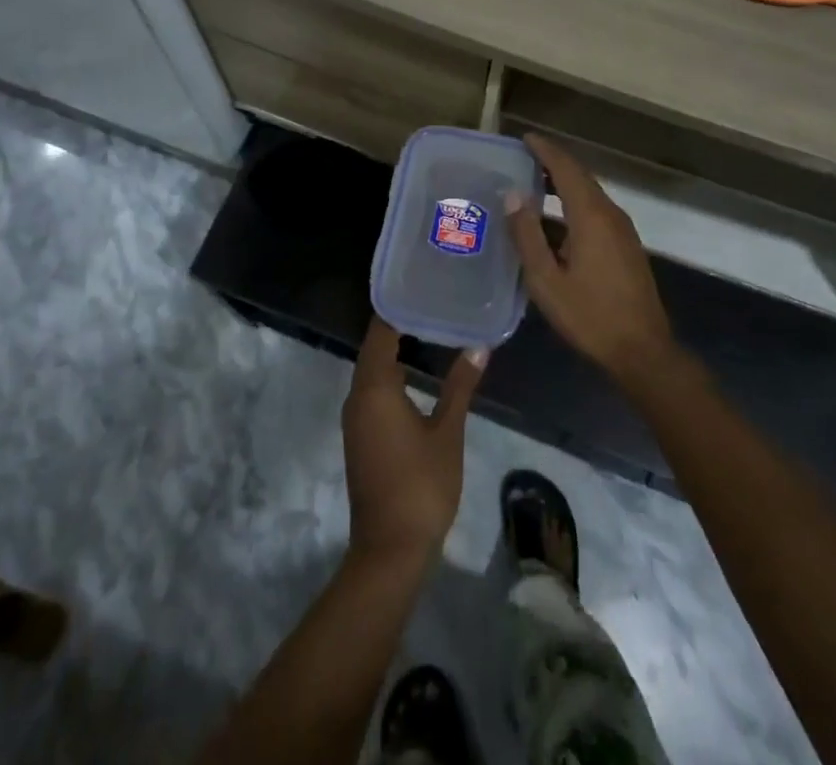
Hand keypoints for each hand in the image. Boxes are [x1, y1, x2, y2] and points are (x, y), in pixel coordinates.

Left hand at [341, 319, 485, 566]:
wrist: (390, 549)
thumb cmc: (422, 485)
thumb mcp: (447, 432)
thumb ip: (460, 386)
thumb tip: (479, 346)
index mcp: (374, 388)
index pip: (380, 333)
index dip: (397, 308)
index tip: (420, 287)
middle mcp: (358, 396)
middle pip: (373, 349)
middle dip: (398, 325)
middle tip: (431, 302)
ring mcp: (356, 418)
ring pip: (371, 371)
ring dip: (393, 350)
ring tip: (427, 328)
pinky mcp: (361, 435)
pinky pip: (372, 390)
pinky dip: (390, 374)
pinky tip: (415, 372)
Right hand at [505, 134, 676, 388]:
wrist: (642, 350)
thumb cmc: (589, 316)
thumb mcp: (546, 279)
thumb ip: (527, 235)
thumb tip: (512, 194)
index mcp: (591, 216)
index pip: (566, 169)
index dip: (545, 150)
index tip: (524, 138)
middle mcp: (610, 214)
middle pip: (580, 176)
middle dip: (553, 162)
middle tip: (522, 157)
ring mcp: (622, 230)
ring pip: (590, 193)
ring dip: (563, 182)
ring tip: (532, 183)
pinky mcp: (625, 245)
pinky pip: (596, 209)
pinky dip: (573, 201)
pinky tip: (554, 219)